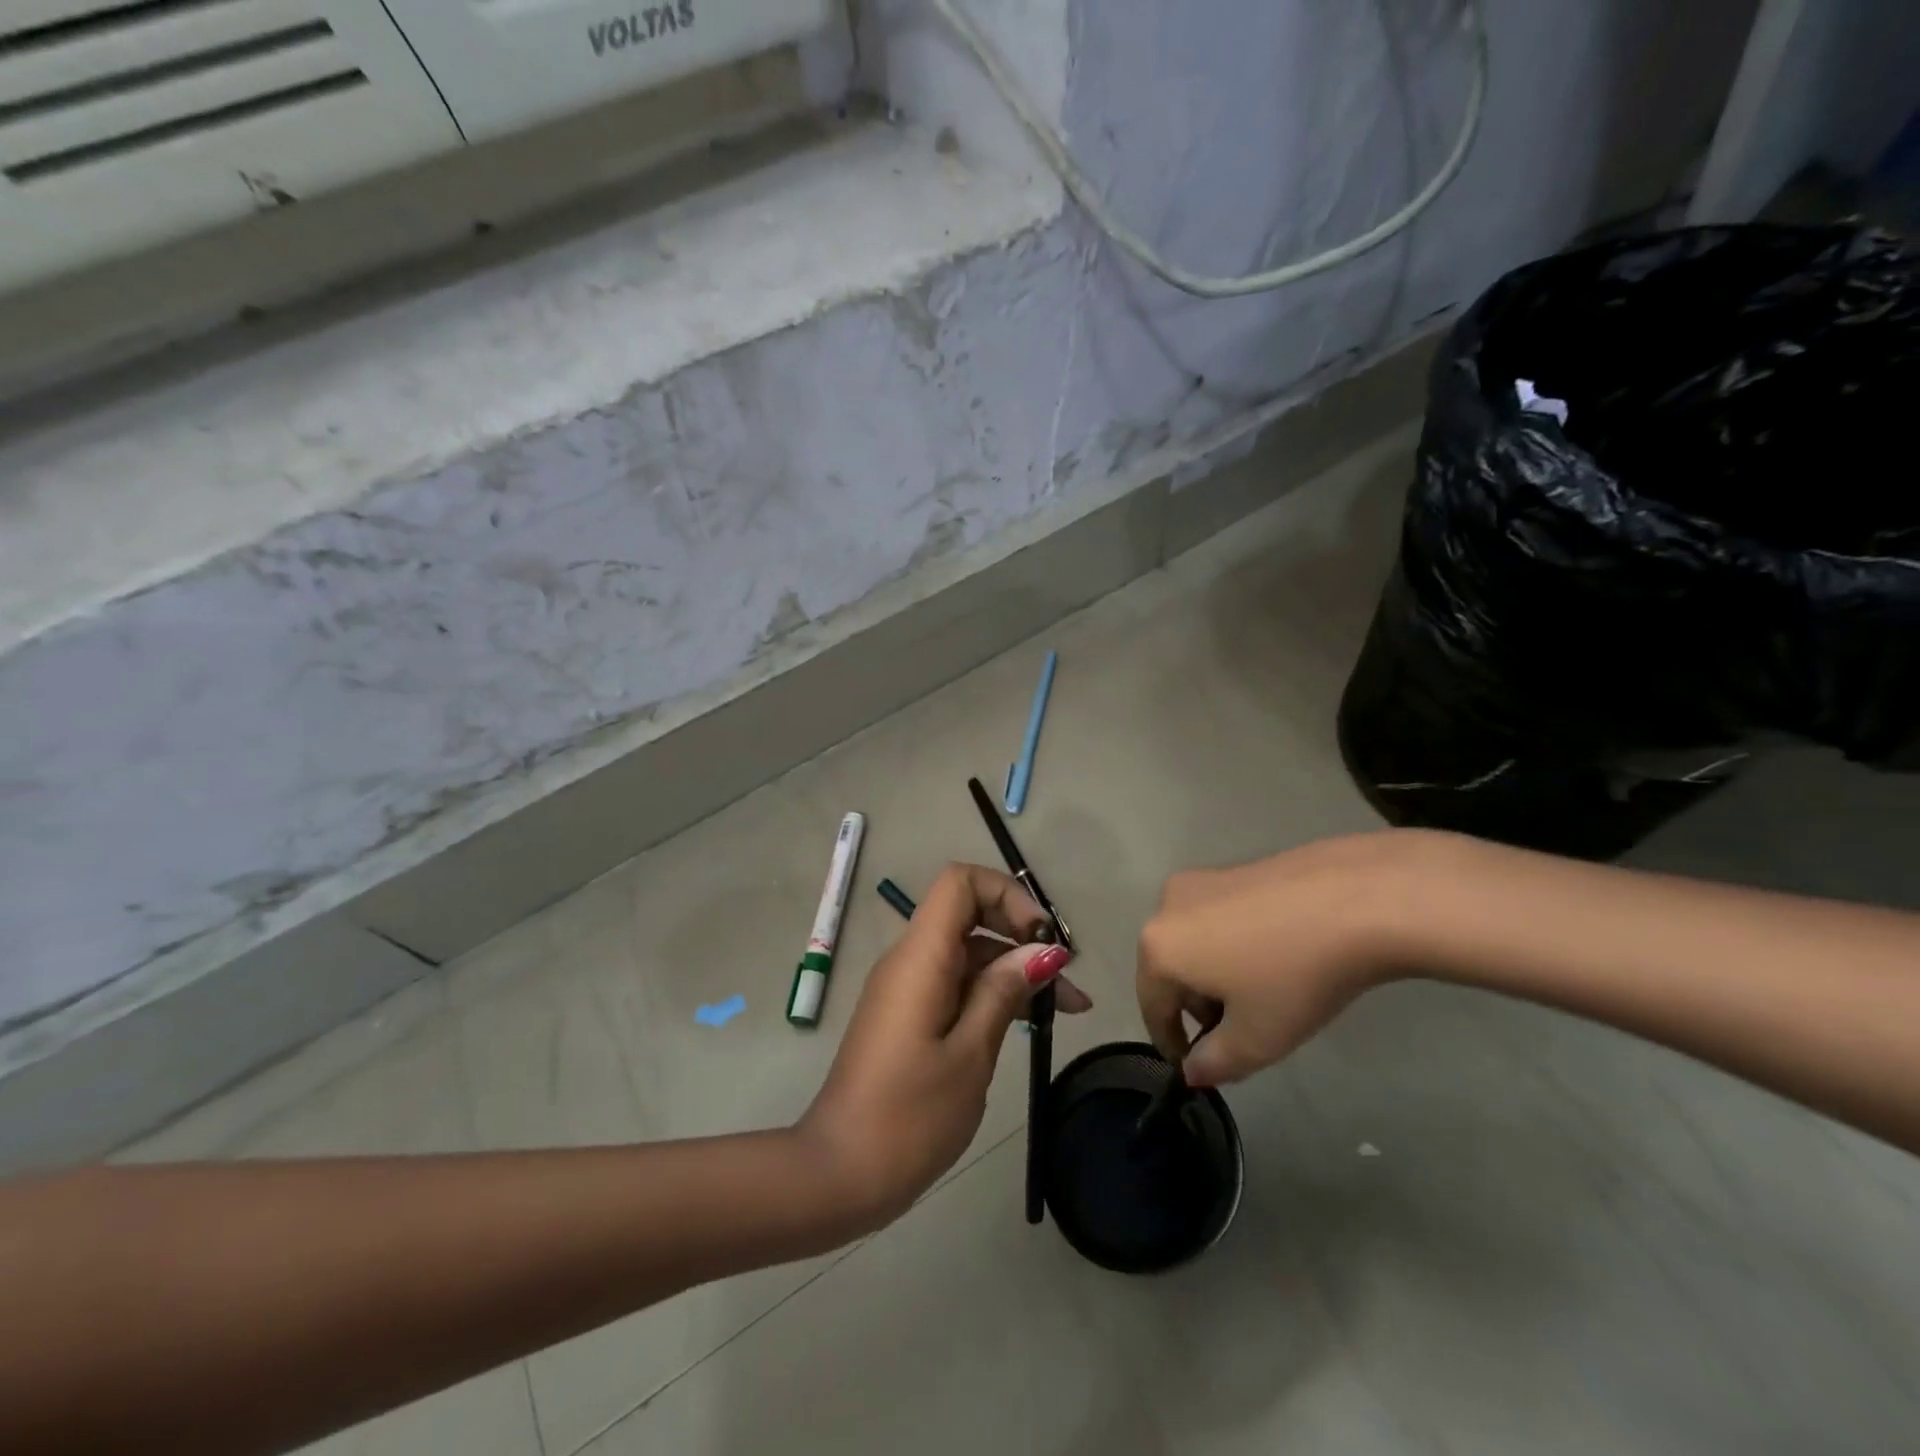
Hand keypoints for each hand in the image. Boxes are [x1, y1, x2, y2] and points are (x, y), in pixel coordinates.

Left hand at [799, 863, 1091, 1228]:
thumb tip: (1043, 950)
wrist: (838, 1175)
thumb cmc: (908, 1117)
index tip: (1043, 938)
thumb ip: (1004, 992)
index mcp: (920, 957)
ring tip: (1066, 1009)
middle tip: (1066, 979)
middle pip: (968, 915)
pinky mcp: (907, 1016)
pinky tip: (1028, 1023)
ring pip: (967, 954)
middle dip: (1021, 935)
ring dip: (1014, 970)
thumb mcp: (970, 1054)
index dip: (1006, 894)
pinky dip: (991, 993)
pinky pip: (954, 984)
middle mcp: (910, 960)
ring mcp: (906, 989)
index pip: (959, 882)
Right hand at [1137, 831, 1431, 1086]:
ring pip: (1193, 941)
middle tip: (1238, 1030)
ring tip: (1262, 992)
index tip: (1196, 1066)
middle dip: (1196, 1005)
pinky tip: (1276, 954)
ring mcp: (1200, 880)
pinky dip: (1233, 942)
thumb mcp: (1257, 1039)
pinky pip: (1219, 917)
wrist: (1356, 899)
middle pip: (1170, 969)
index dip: (1171, 1043)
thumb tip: (1193, 1069)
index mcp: (1159, 948)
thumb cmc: (1294, 975)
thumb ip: (1215, 1063)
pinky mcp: (1232, 868)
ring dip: (1214, 972)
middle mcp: (1166, 906)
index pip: (1152, 1007)